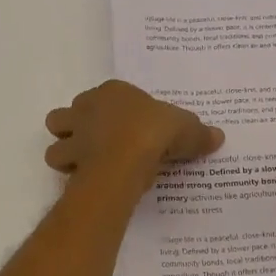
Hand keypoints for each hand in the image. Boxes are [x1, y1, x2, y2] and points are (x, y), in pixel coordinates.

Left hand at [45, 81, 223, 187]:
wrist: (126, 157)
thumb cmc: (155, 132)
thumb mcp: (187, 129)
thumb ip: (199, 133)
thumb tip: (218, 137)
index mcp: (114, 92)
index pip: (109, 95)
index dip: (117, 110)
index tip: (132, 126)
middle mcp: (86, 108)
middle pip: (70, 113)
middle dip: (79, 127)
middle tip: (101, 144)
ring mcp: (74, 135)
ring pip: (56, 140)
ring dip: (66, 151)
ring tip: (88, 165)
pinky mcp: (69, 161)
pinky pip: (62, 169)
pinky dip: (71, 176)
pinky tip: (89, 183)